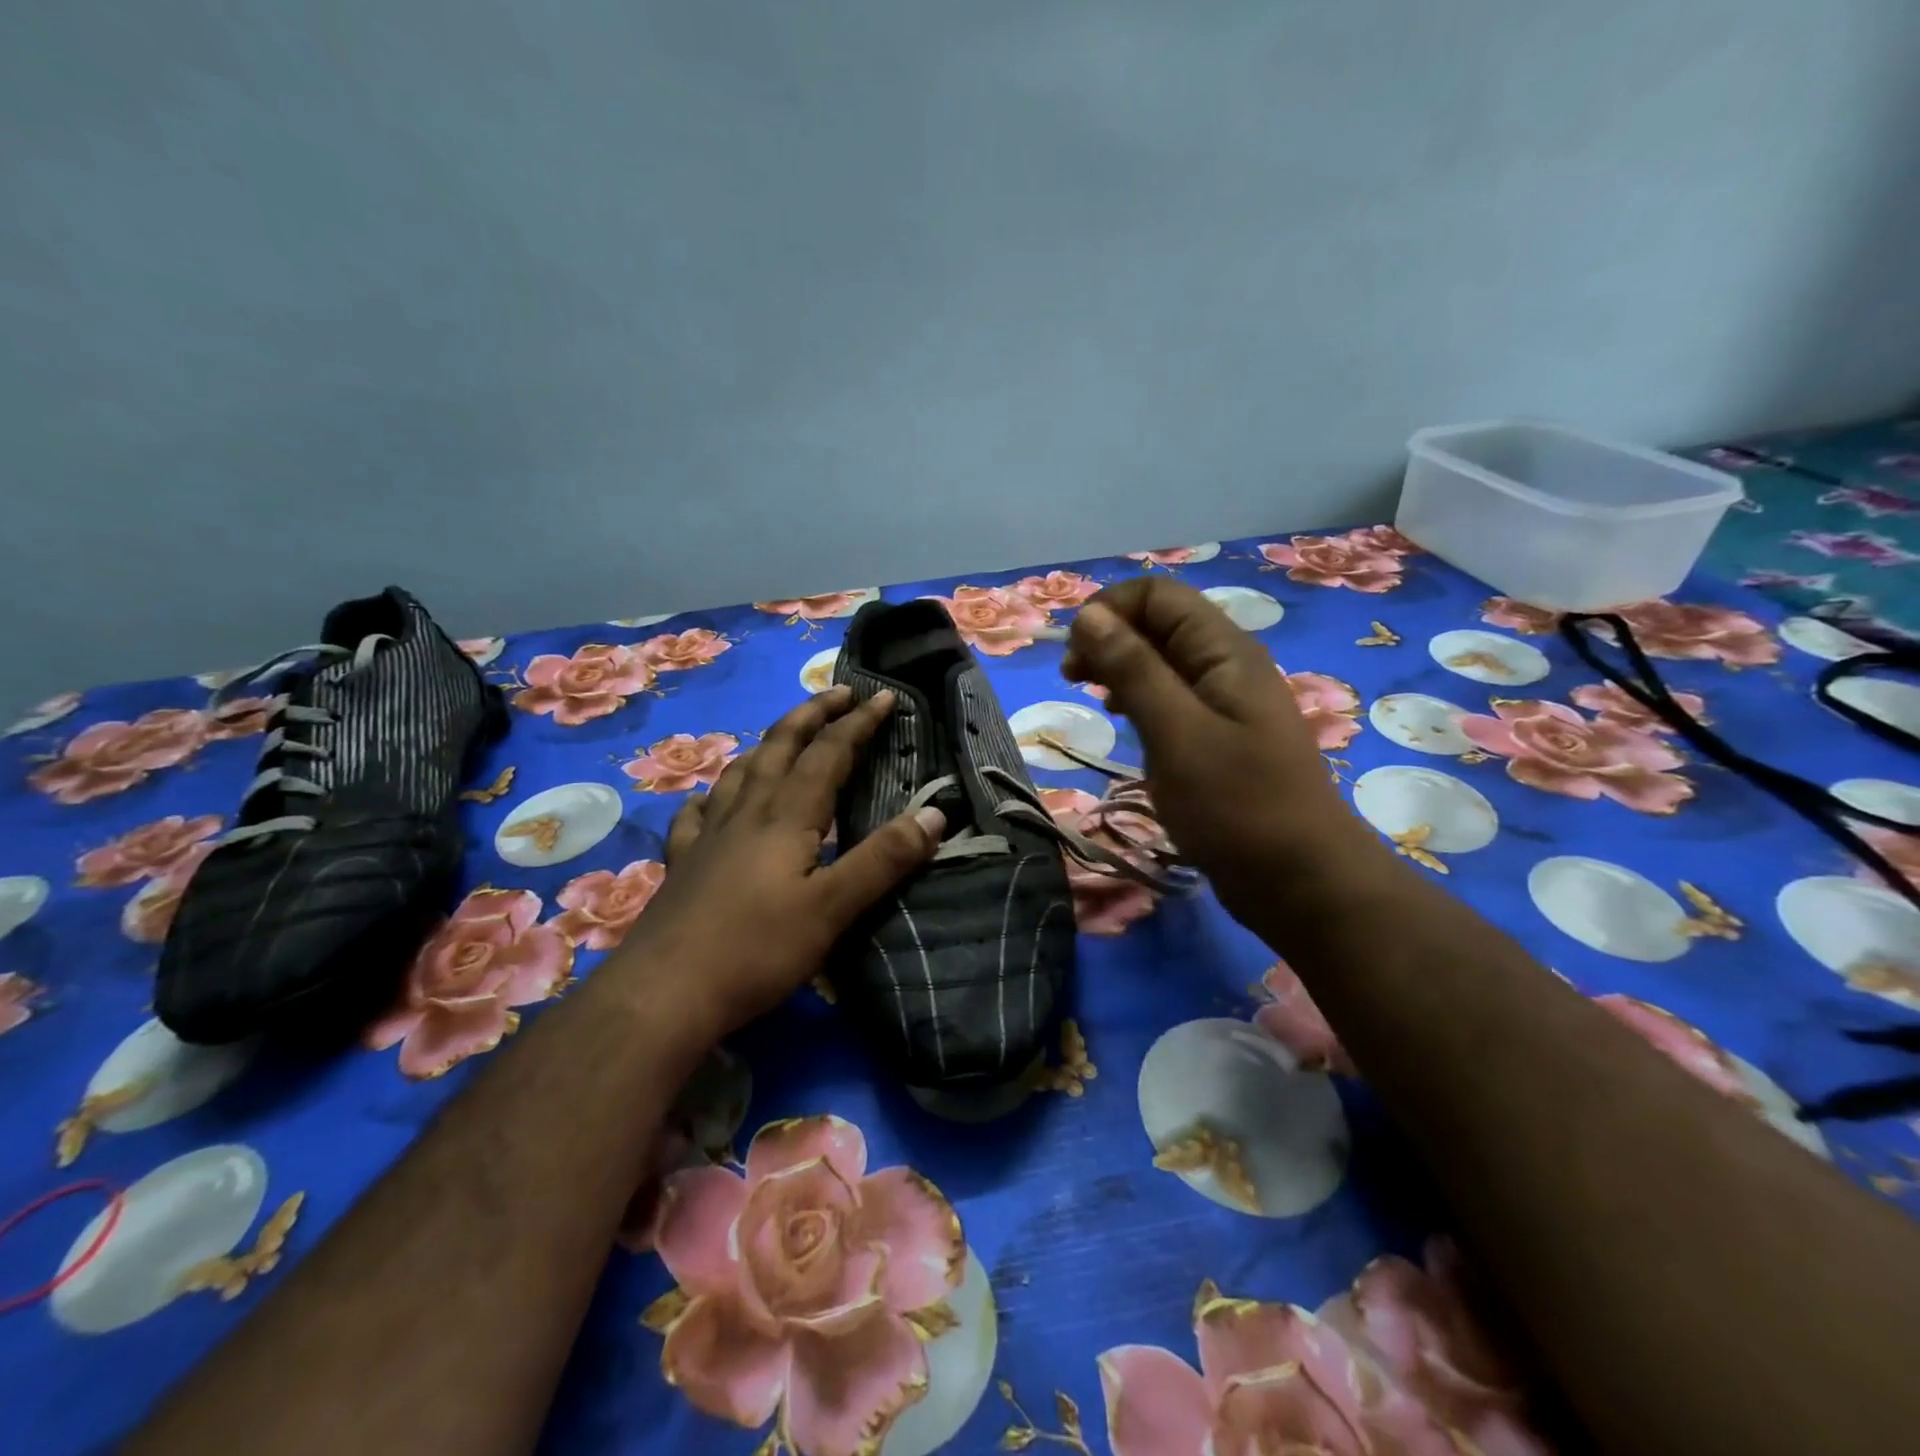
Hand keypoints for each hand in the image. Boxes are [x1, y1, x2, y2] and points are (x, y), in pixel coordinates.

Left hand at [618, 685, 944, 1039]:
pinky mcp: (684, 863)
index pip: (829, 753)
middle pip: (780, 747)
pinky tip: (712, 798)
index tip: (884, 695)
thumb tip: (935, 814)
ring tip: (785, 735)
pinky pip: (697, 812)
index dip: (858, 722)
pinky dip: (713, 793)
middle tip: (838, 693)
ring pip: (740, 771)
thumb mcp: (834, 908)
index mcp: (787, 816)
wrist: (664, 993)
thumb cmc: (758, 950)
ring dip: (769, 743)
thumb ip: (884, 859)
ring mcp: (708, 835)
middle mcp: (747, 812)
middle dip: (812, 715)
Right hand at [1062, 576, 1378, 925]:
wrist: (1299, 880)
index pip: (1158, 596)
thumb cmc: (1235, 804)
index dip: (1110, 609)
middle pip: (1160, 623)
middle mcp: (1226, 665)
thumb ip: (1133, 669)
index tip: (1073, 653)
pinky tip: (1122, 719)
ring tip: (1090, 695)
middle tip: (1072, 677)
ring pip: (1163, 662)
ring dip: (1120, 667)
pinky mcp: (1218, 737)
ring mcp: (1224, 703)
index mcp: (1224, 651)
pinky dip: (1139, 698)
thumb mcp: (1175, 732)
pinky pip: (1171, 698)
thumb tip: (1089, 616)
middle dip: (1110, 637)